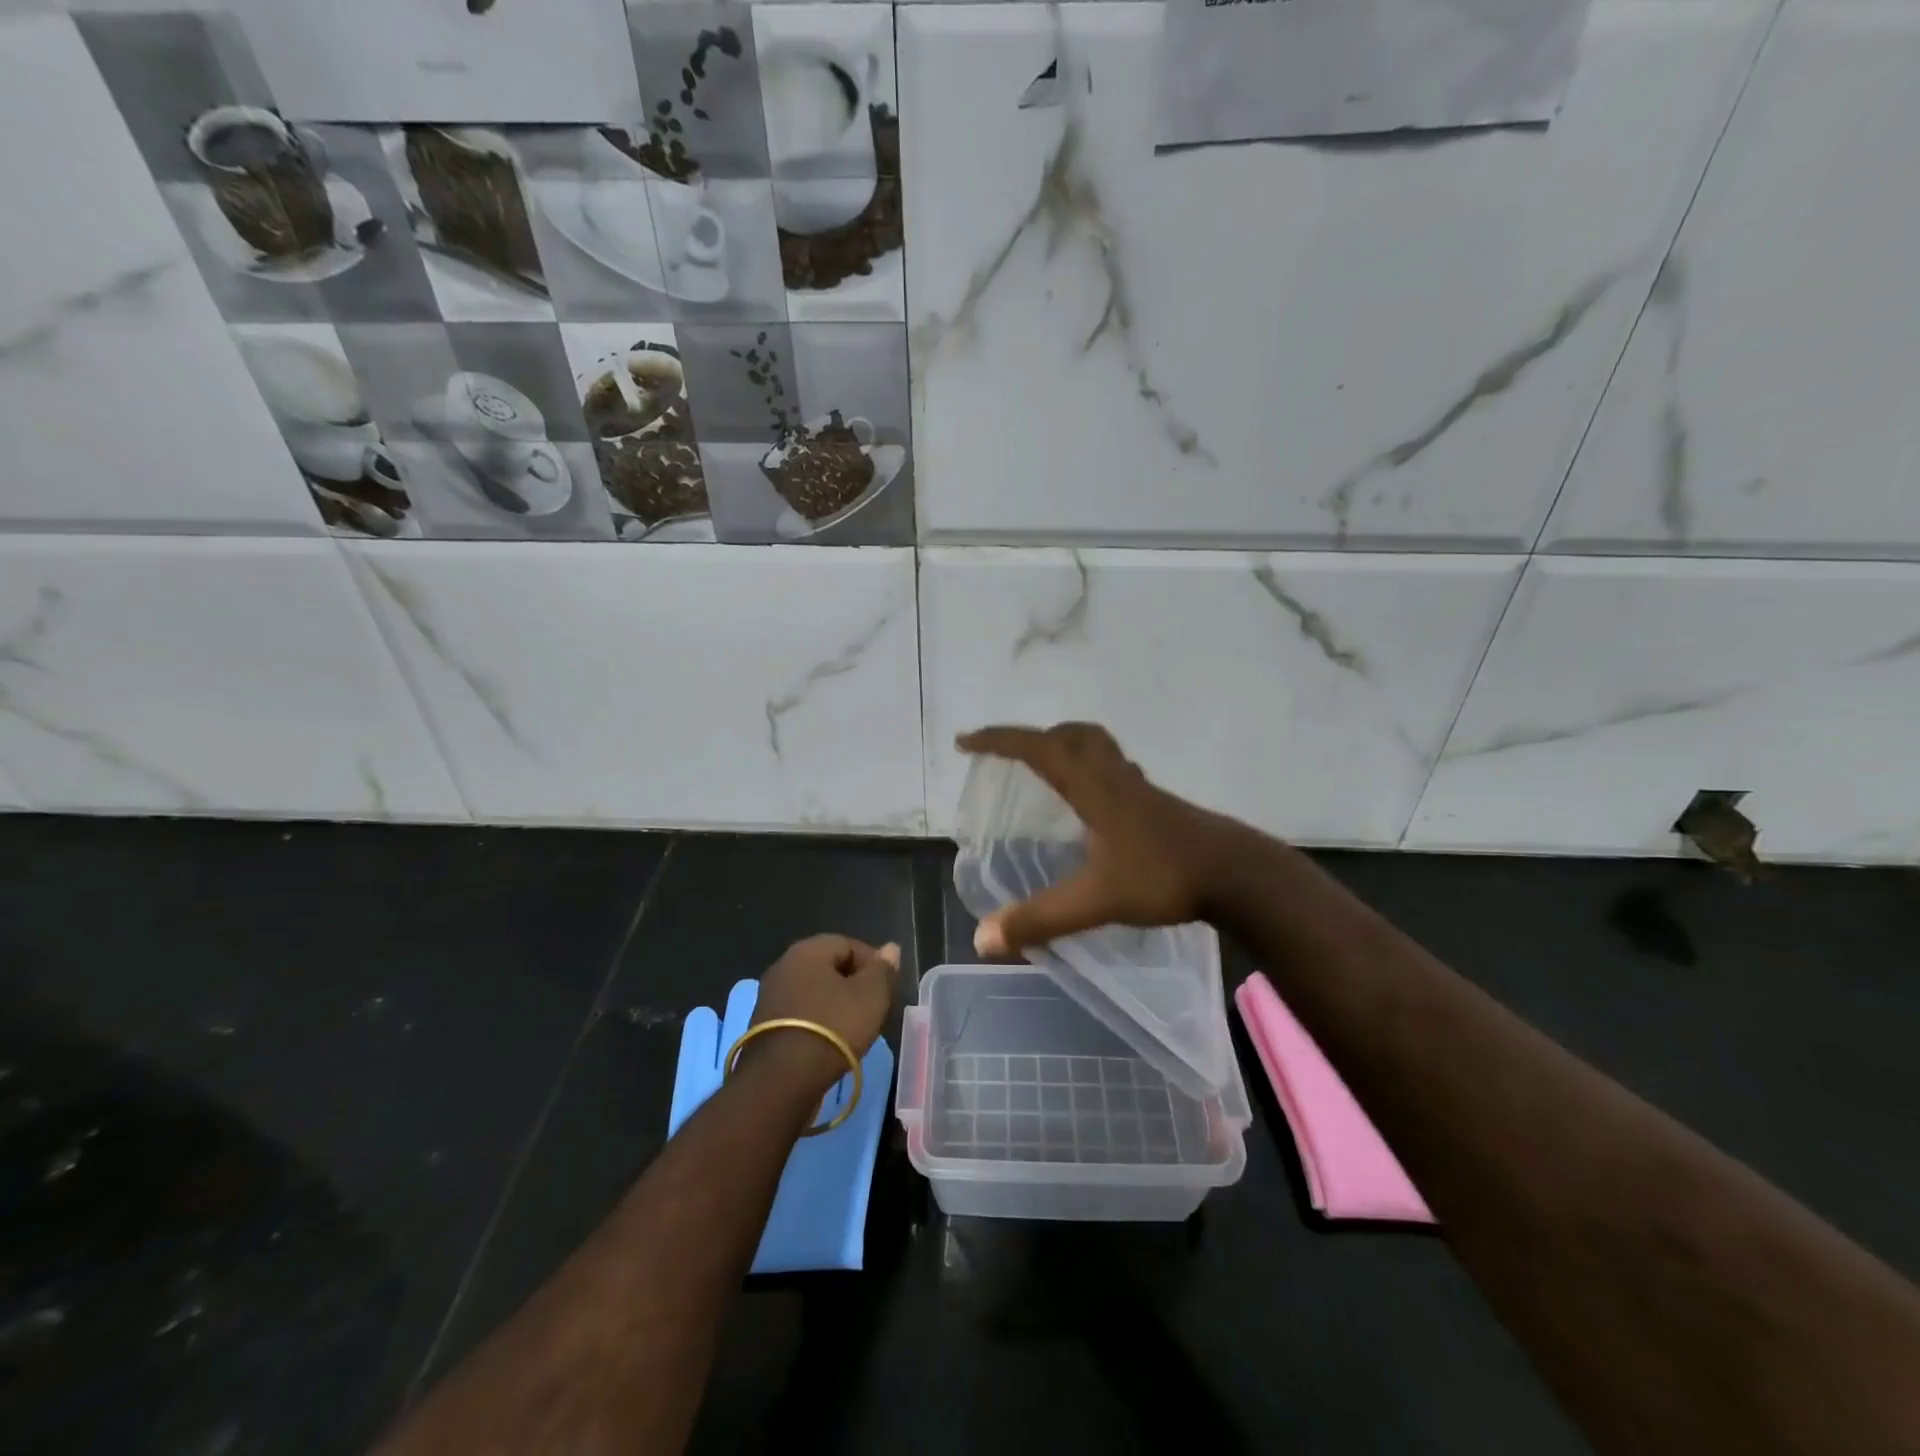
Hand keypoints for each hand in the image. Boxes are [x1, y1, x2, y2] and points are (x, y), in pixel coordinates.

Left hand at [747, 934, 900, 1095]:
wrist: (782, 1079)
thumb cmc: (833, 1027)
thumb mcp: (871, 995)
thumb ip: (882, 969)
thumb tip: (890, 948)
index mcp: (807, 950)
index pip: (848, 944)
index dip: (872, 962)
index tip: (886, 986)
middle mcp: (783, 965)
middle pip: (827, 966)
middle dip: (852, 982)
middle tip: (873, 1005)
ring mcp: (769, 996)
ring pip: (812, 991)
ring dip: (833, 1003)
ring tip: (854, 1025)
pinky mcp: (762, 1026)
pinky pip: (799, 1013)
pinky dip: (816, 1021)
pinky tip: (829, 1040)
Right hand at [957, 723, 1249, 957]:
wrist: (1238, 875)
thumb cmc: (1164, 877)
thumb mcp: (1096, 901)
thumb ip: (1040, 919)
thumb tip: (982, 939)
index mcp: (1093, 787)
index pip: (1038, 748)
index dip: (998, 741)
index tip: (965, 742)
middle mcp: (1116, 777)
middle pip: (1074, 735)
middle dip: (1037, 737)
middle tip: (1013, 756)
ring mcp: (1142, 790)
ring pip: (1100, 750)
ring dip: (1069, 749)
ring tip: (1049, 775)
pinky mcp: (1160, 806)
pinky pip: (1118, 773)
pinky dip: (1096, 775)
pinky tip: (1096, 810)